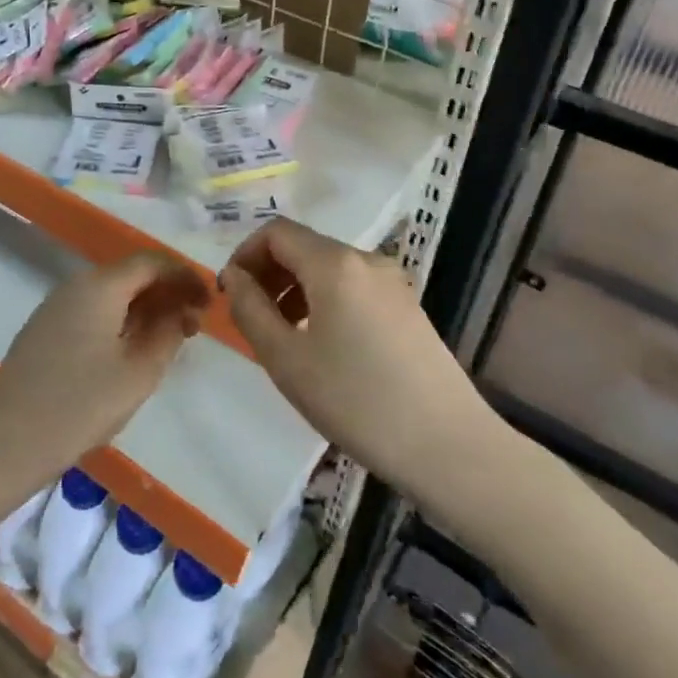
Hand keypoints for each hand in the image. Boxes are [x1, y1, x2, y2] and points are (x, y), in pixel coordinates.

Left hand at [0, 254, 208, 501]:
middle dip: (167, 292)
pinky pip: (93, 311)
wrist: (5, 443)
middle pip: (130, 275)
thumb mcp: (139, 372)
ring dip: (144, 308)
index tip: (210, 301)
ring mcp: (55, 307)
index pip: (152, 263)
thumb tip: (180, 311)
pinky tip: (131, 350)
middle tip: (195, 323)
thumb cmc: (80, 405)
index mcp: (100, 286)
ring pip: (111, 294)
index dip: (185, 276)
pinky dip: (121, 320)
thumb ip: (168, 334)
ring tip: (170, 338)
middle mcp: (76, 285)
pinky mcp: (45, 331)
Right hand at [219, 219, 485, 498]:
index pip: (276, 232)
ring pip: (328, 269)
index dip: (244, 255)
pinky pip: (353, 289)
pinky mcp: (407, 308)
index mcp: (335, 263)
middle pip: (304, 247)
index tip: (231, 295)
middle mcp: (367, 259)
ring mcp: (393, 283)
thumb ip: (251, 309)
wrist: (447, 445)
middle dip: (269, 274)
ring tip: (283, 338)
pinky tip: (322, 347)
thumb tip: (234, 276)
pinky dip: (324, 302)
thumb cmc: (356, 400)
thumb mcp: (286, 358)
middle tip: (251, 319)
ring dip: (295, 290)